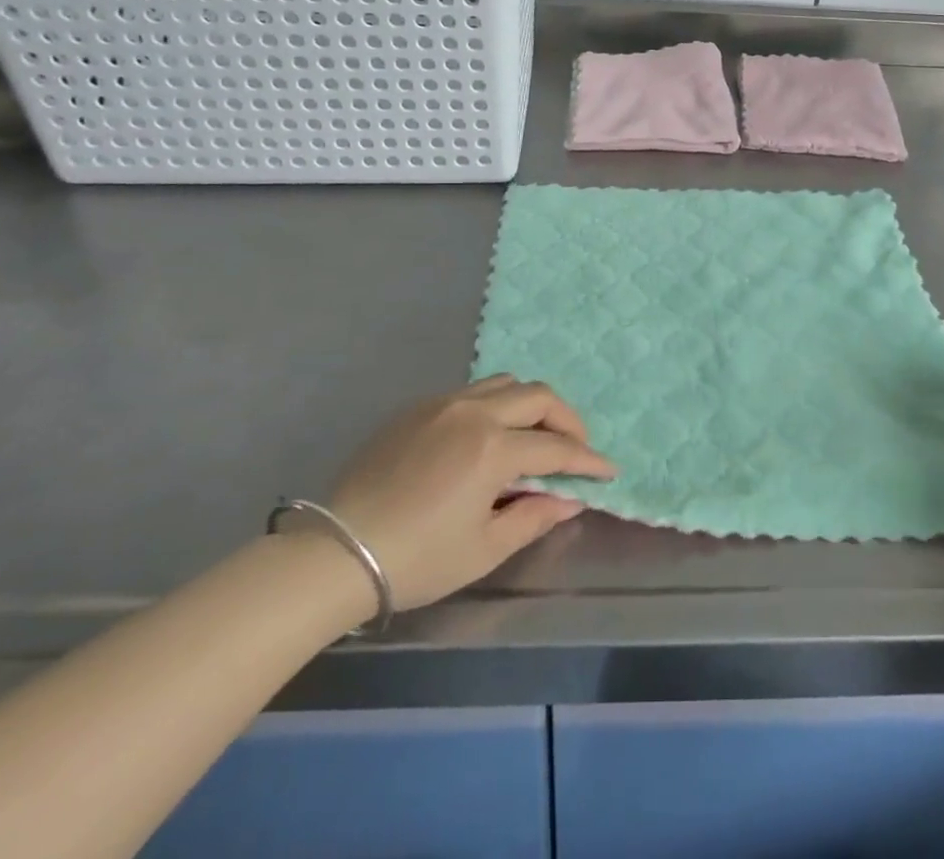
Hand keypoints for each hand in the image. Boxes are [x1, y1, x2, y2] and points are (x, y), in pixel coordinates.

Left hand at [326, 375, 615, 612]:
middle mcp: (473, 411)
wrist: (336, 552)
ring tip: (534, 436)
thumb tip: (570, 499)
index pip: (556, 447)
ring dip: (531, 405)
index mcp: (492, 447)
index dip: (587, 460)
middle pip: (537, 395)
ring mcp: (442, 403)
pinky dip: (496, 406)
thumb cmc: (417, 560)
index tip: (607, 470)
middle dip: (566, 420)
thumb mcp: (484, 548)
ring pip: (504, 384)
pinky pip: (471, 392)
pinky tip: (488, 438)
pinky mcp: (417, 407)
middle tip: (575, 449)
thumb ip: (534, 517)